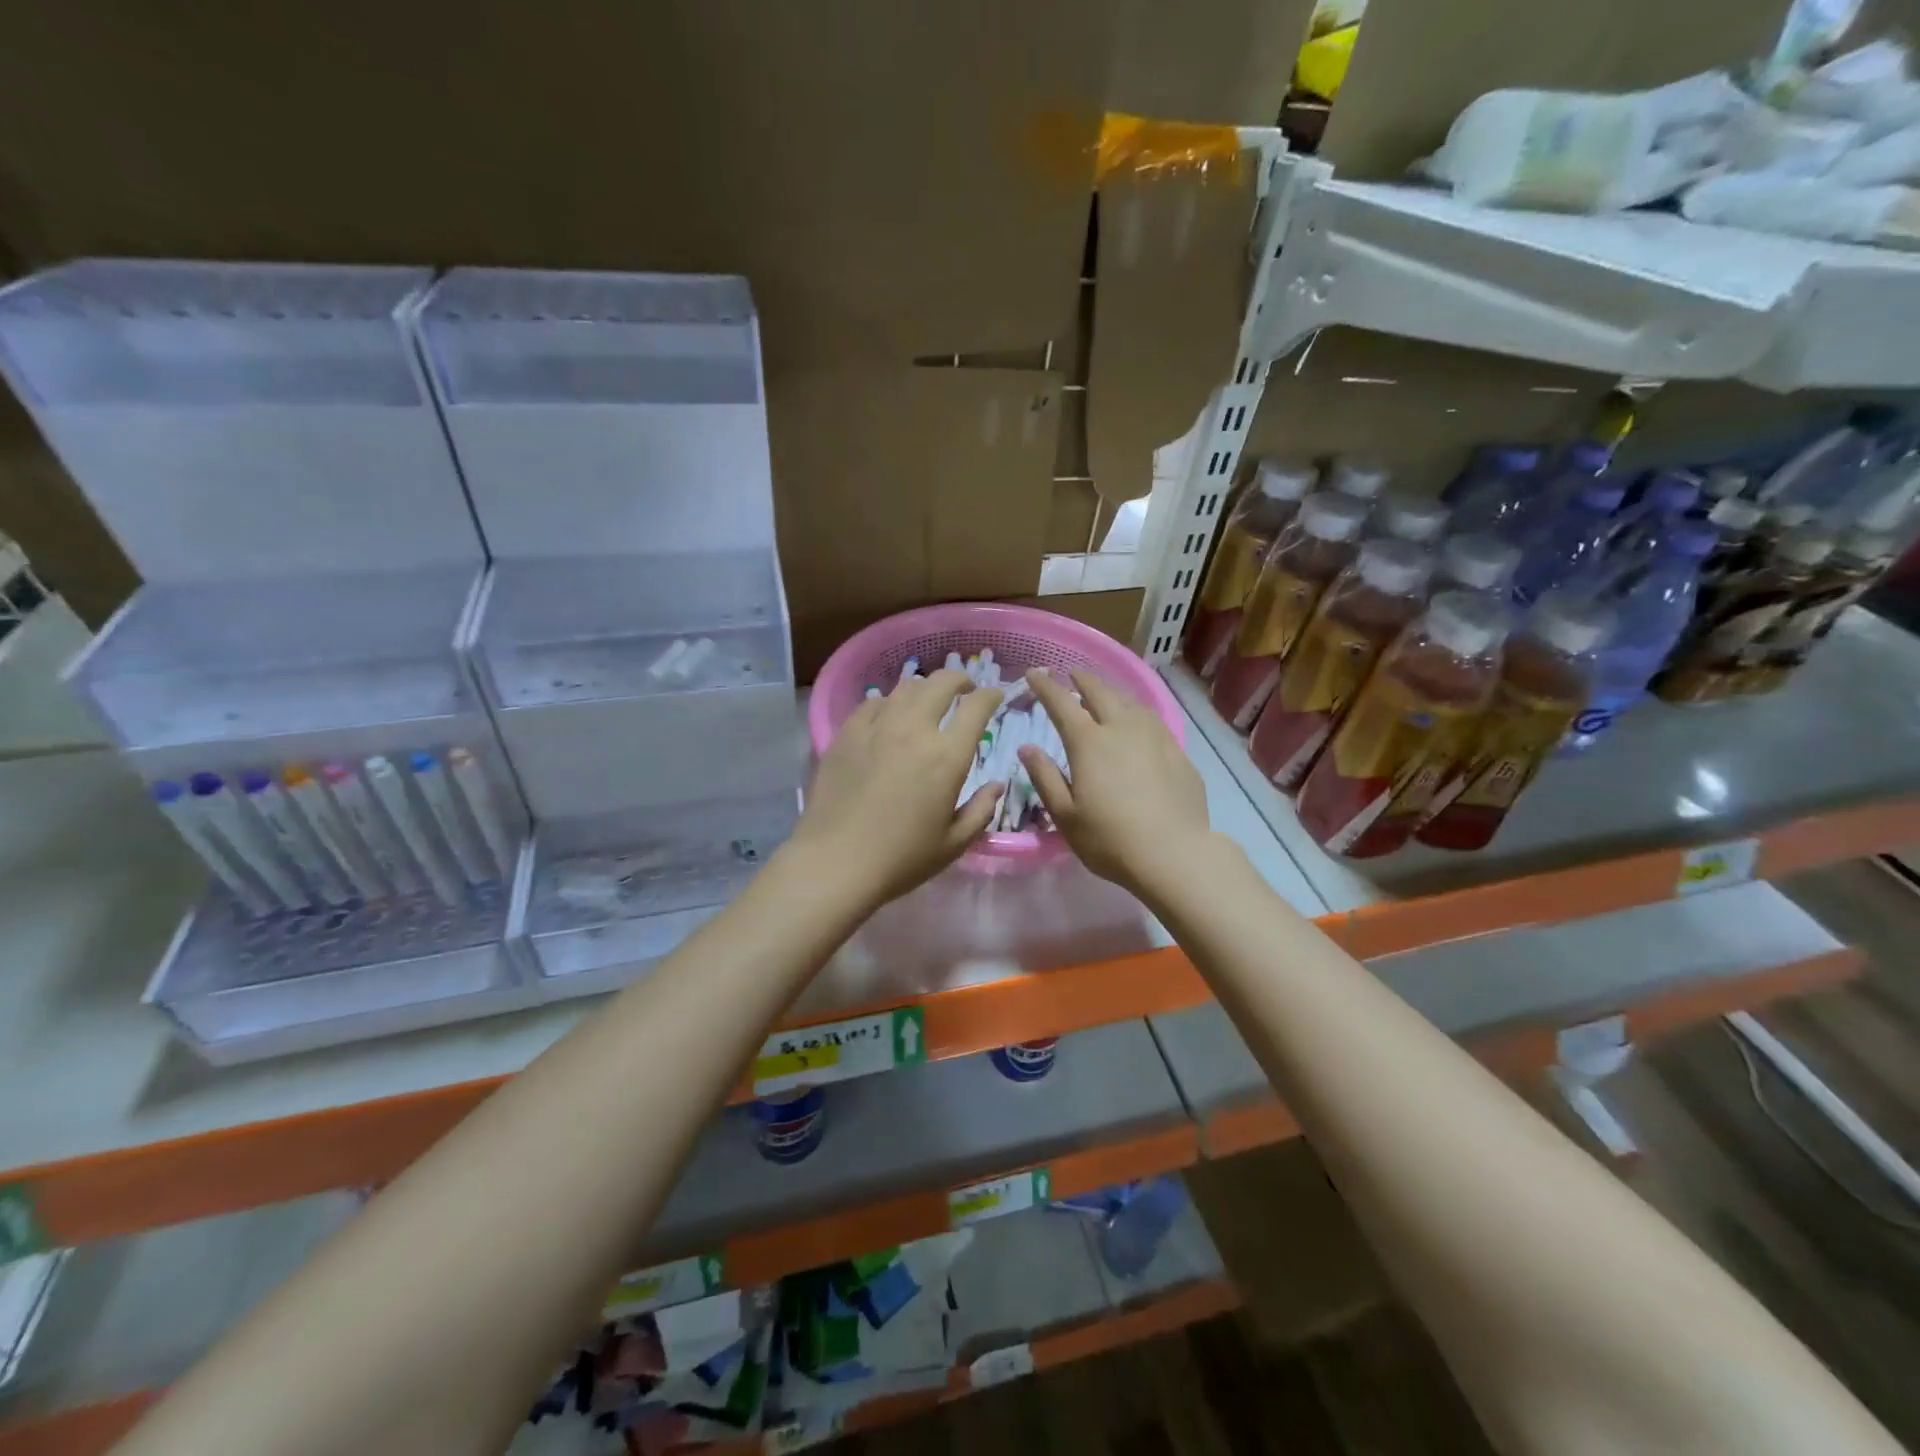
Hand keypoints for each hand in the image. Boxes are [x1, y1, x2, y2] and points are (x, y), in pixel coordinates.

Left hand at [790, 668, 1003, 908]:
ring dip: (925, 690)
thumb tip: (996, 785)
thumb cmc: (901, 859)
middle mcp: (914, 730)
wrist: (835, 862)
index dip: (991, 695)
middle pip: (941, 683)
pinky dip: (889, 703)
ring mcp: (876, 727)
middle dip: (960, 680)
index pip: (976, 707)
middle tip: (965, 690)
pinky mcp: (846, 734)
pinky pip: (872, 703)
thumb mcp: (953, 844)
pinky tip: (888, 716)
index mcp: (947, 757)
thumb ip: (981, 810)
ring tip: (927, 702)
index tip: (996, 696)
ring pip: (906, 688)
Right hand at [1020, 668, 1210, 895]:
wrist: (1175, 855)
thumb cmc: (1110, 839)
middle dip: (1082, 679)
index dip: (1045, 686)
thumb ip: (1045, 777)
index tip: (1033, 673)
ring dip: (1112, 692)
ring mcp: (1155, 737)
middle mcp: (1122, 729)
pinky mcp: (1178, 752)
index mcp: (1089, 743)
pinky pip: (1152, 720)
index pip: (1061, 703)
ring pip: (1130, 702)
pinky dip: (1136, 712)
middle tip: (1071, 674)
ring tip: (1105, 694)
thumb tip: (1028, 748)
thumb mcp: (1065, 815)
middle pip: (1100, 692)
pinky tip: (1138, 722)